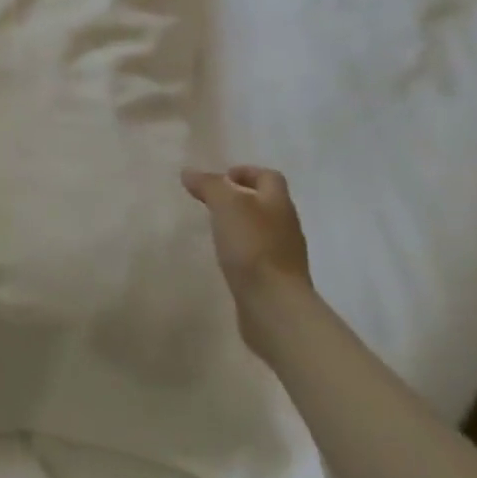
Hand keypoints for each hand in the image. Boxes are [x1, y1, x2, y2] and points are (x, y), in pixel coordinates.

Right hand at [181, 165, 311, 357]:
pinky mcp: (275, 279)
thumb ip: (209, 185)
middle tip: (211, 202)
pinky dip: (242, 250)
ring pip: (262, 229)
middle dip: (241, 198)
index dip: (246, 172)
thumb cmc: (252, 247)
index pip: (269, 177)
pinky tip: (224, 258)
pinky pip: (258, 255)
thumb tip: (190, 173)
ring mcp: (284, 255)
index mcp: (278, 203)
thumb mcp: (226, 205)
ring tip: (214, 229)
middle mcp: (285, 226)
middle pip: (266, 203)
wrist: (274, 305)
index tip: (221, 178)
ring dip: (240, 225)